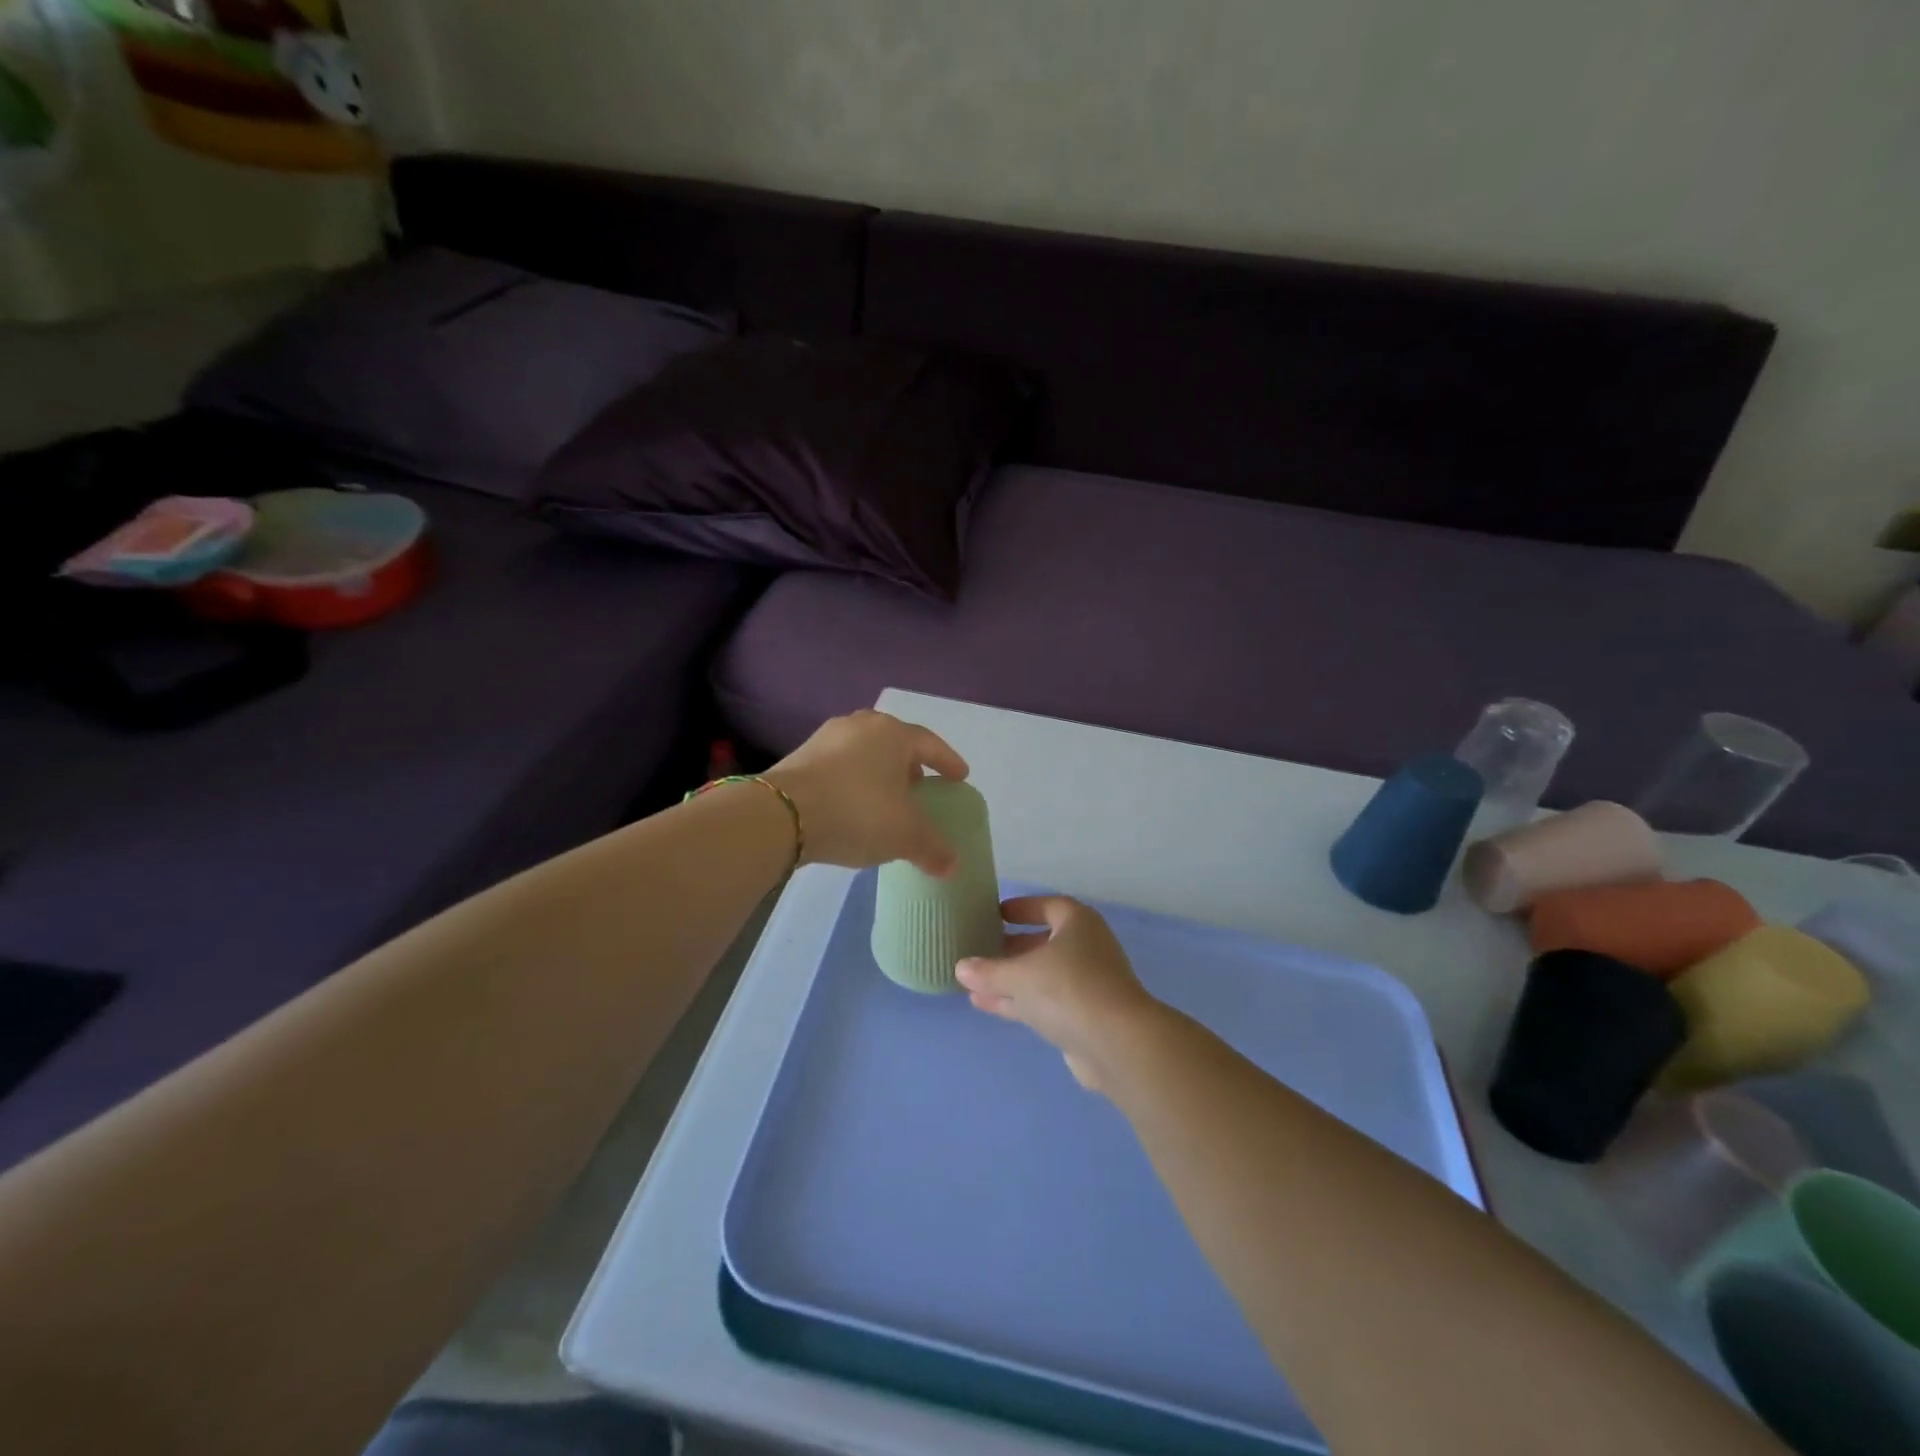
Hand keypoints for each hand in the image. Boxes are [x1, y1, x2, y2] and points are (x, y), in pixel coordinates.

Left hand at [765, 710, 968, 875]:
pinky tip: (852, 807)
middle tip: (920, 788)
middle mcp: (861, 726)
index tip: (960, 777)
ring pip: (865, 754)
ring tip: (886, 800)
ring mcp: (827, 738)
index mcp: (893, 734)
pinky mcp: (800, 756)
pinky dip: (853, 783)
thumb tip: (952, 865)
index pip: (930, 744)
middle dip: (910, 766)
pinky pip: (839, 767)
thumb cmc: (858, 812)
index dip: (948, 762)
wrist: (782, 814)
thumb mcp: (905, 835)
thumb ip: (933, 848)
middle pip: (895, 744)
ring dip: (879, 774)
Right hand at [957, 896, 1162, 1091]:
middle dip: (1012, 947)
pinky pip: (1044, 1001)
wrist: (1117, 1044)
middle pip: (1043, 942)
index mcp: (1077, 923)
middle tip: (980, 948)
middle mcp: (1086, 948)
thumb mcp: (1020, 976)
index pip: (1047, 906)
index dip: (1021, 908)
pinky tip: (985, 1004)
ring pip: (1042, 975)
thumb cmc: (1068, 989)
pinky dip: (1018, 1001)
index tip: (995, 914)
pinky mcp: (1083, 1017)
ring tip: (972, 981)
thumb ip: (989, 971)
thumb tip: (961, 967)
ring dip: (1010, 978)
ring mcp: (1087, 984)